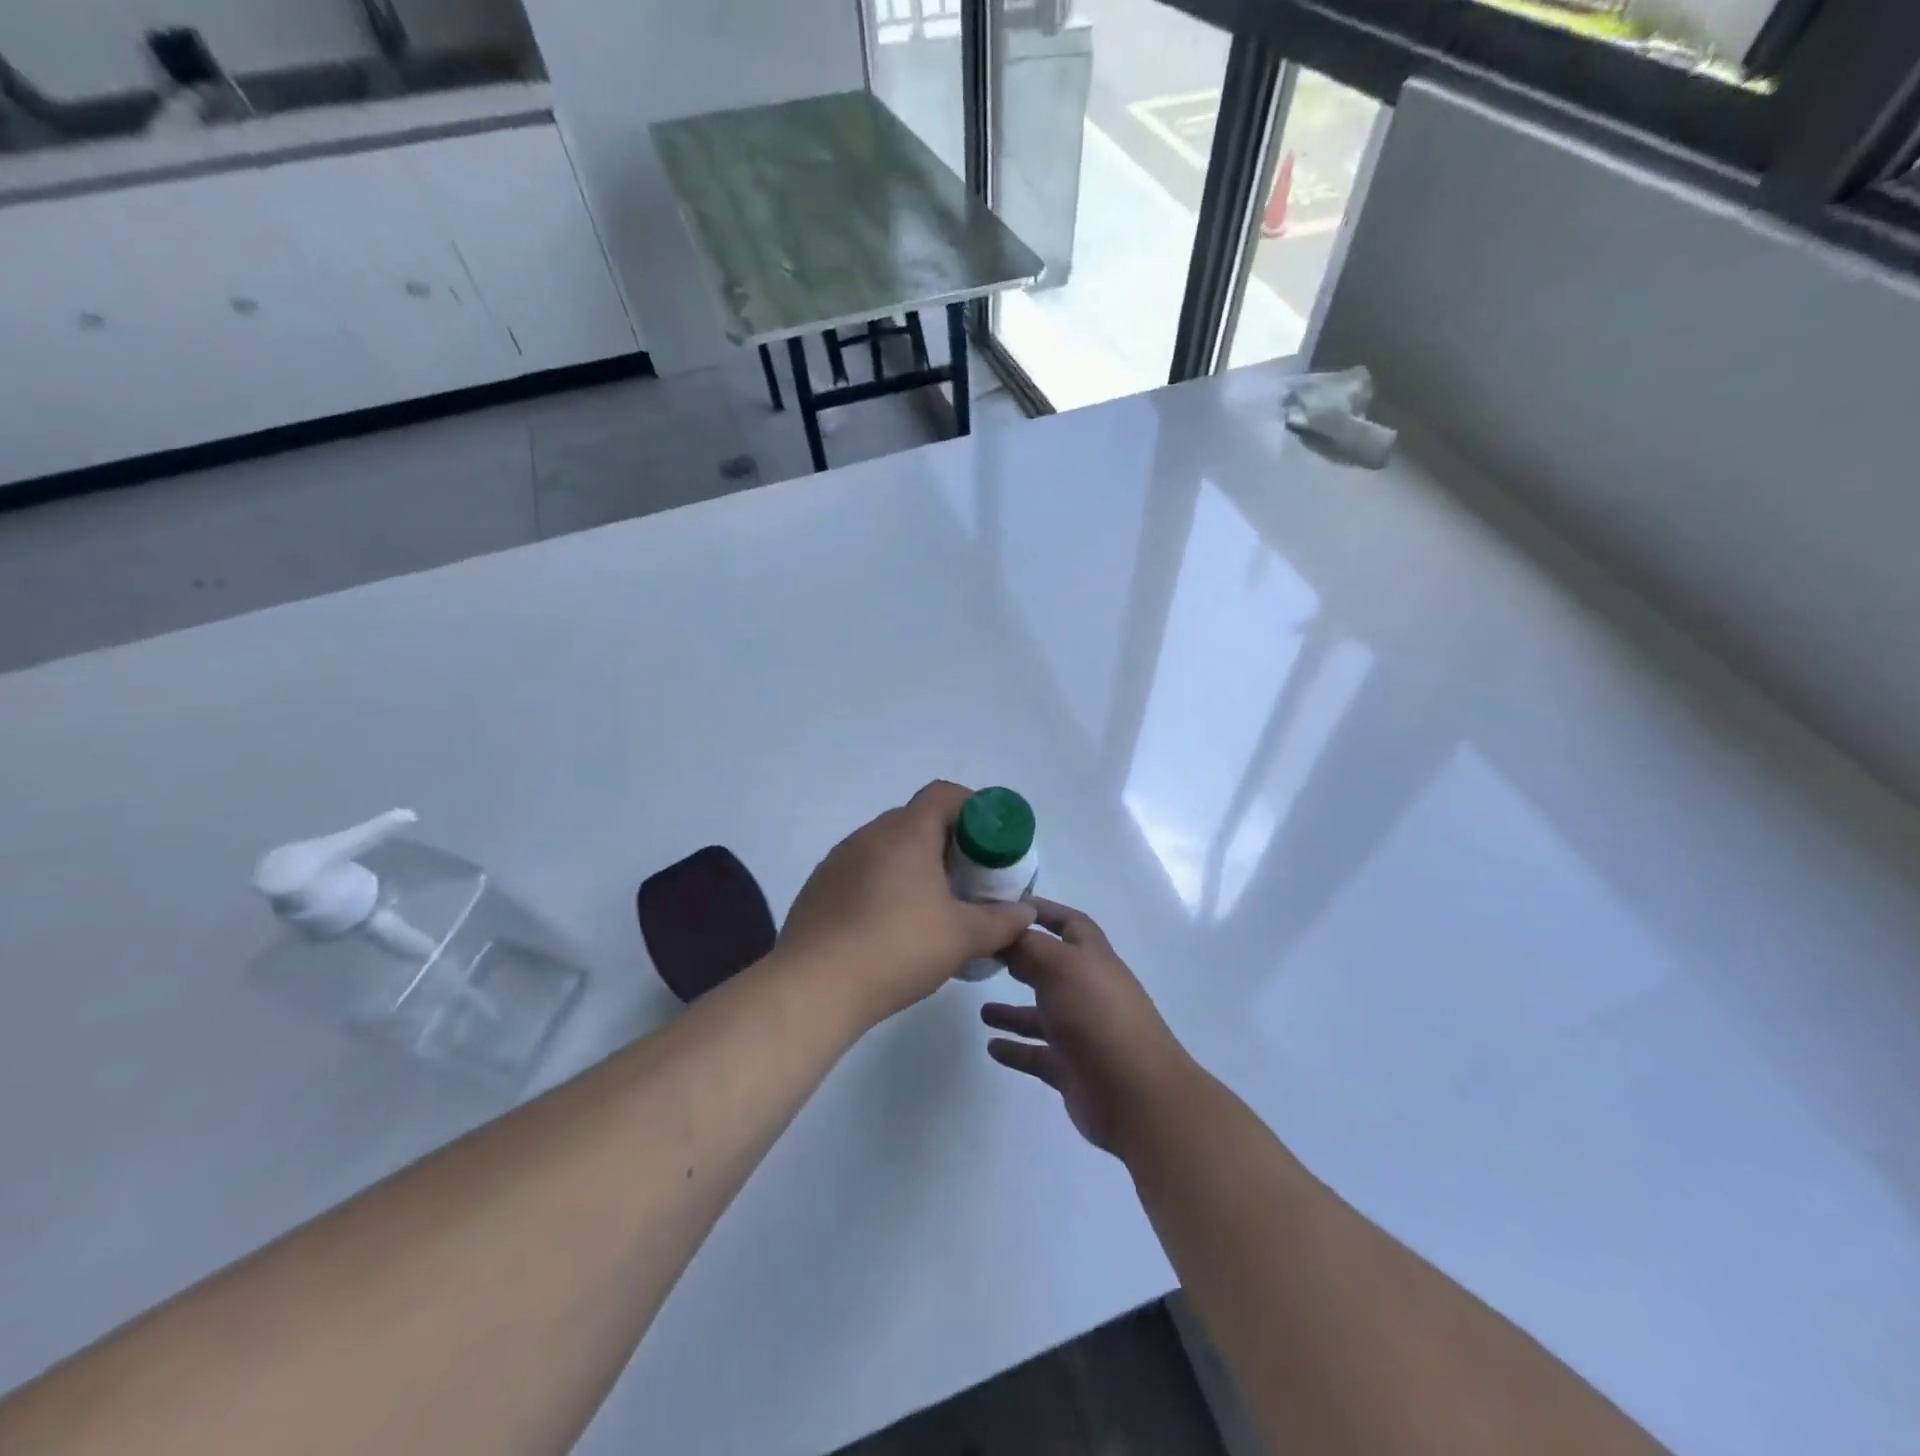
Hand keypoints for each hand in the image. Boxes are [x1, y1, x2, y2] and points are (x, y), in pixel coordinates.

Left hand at [780, 781, 1037, 1028]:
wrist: (814, 987)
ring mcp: (839, 859)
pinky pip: (862, 870)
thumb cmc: (898, 949)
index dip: (972, 808)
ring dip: (914, 863)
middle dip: (947, 841)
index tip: (989, 841)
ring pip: (887, 846)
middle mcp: (869, 835)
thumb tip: (1025, 913)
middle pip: (916, 820)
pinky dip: (884, 883)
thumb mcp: (962, 937)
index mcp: (906, 833)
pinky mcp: (820, 886)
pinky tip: (891, 924)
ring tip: (932, 904)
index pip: (944, 794)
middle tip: (968, 877)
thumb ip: (1001, 921)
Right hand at [983, 899, 1190, 1154]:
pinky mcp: (1071, 1069)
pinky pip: (1036, 1055)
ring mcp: (1081, 1033)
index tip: (1007, 906)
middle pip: (1051, 969)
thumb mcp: (1061, 967)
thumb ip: (1028, 947)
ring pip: (1040, 1015)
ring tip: (981, 1011)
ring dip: (1012, 1011)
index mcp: (1093, 959)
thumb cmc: (1098, 1017)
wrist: (1135, 1095)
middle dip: (1021, 961)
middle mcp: (1088, 992)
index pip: (1069, 923)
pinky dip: (1015, 1049)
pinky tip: (991, 1047)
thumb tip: (1004, 931)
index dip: (1044, 911)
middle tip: (984, 957)